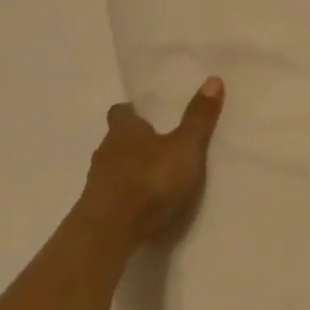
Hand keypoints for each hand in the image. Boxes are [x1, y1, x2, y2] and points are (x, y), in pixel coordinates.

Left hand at [82, 77, 225, 243]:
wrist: (110, 230)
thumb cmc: (150, 180)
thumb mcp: (185, 147)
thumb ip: (198, 118)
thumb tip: (213, 79)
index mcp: (124, 129)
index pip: (121, 112)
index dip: (132, 112)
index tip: (145, 114)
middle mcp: (105, 150)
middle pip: (116, 139)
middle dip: (133, 141)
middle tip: (157, 145)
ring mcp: (97, 181)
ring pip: (113, 167)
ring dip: (129, 169)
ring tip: (153, 177)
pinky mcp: (95, 209)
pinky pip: (112, 194)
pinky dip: (125, 195)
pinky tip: (141, 204)